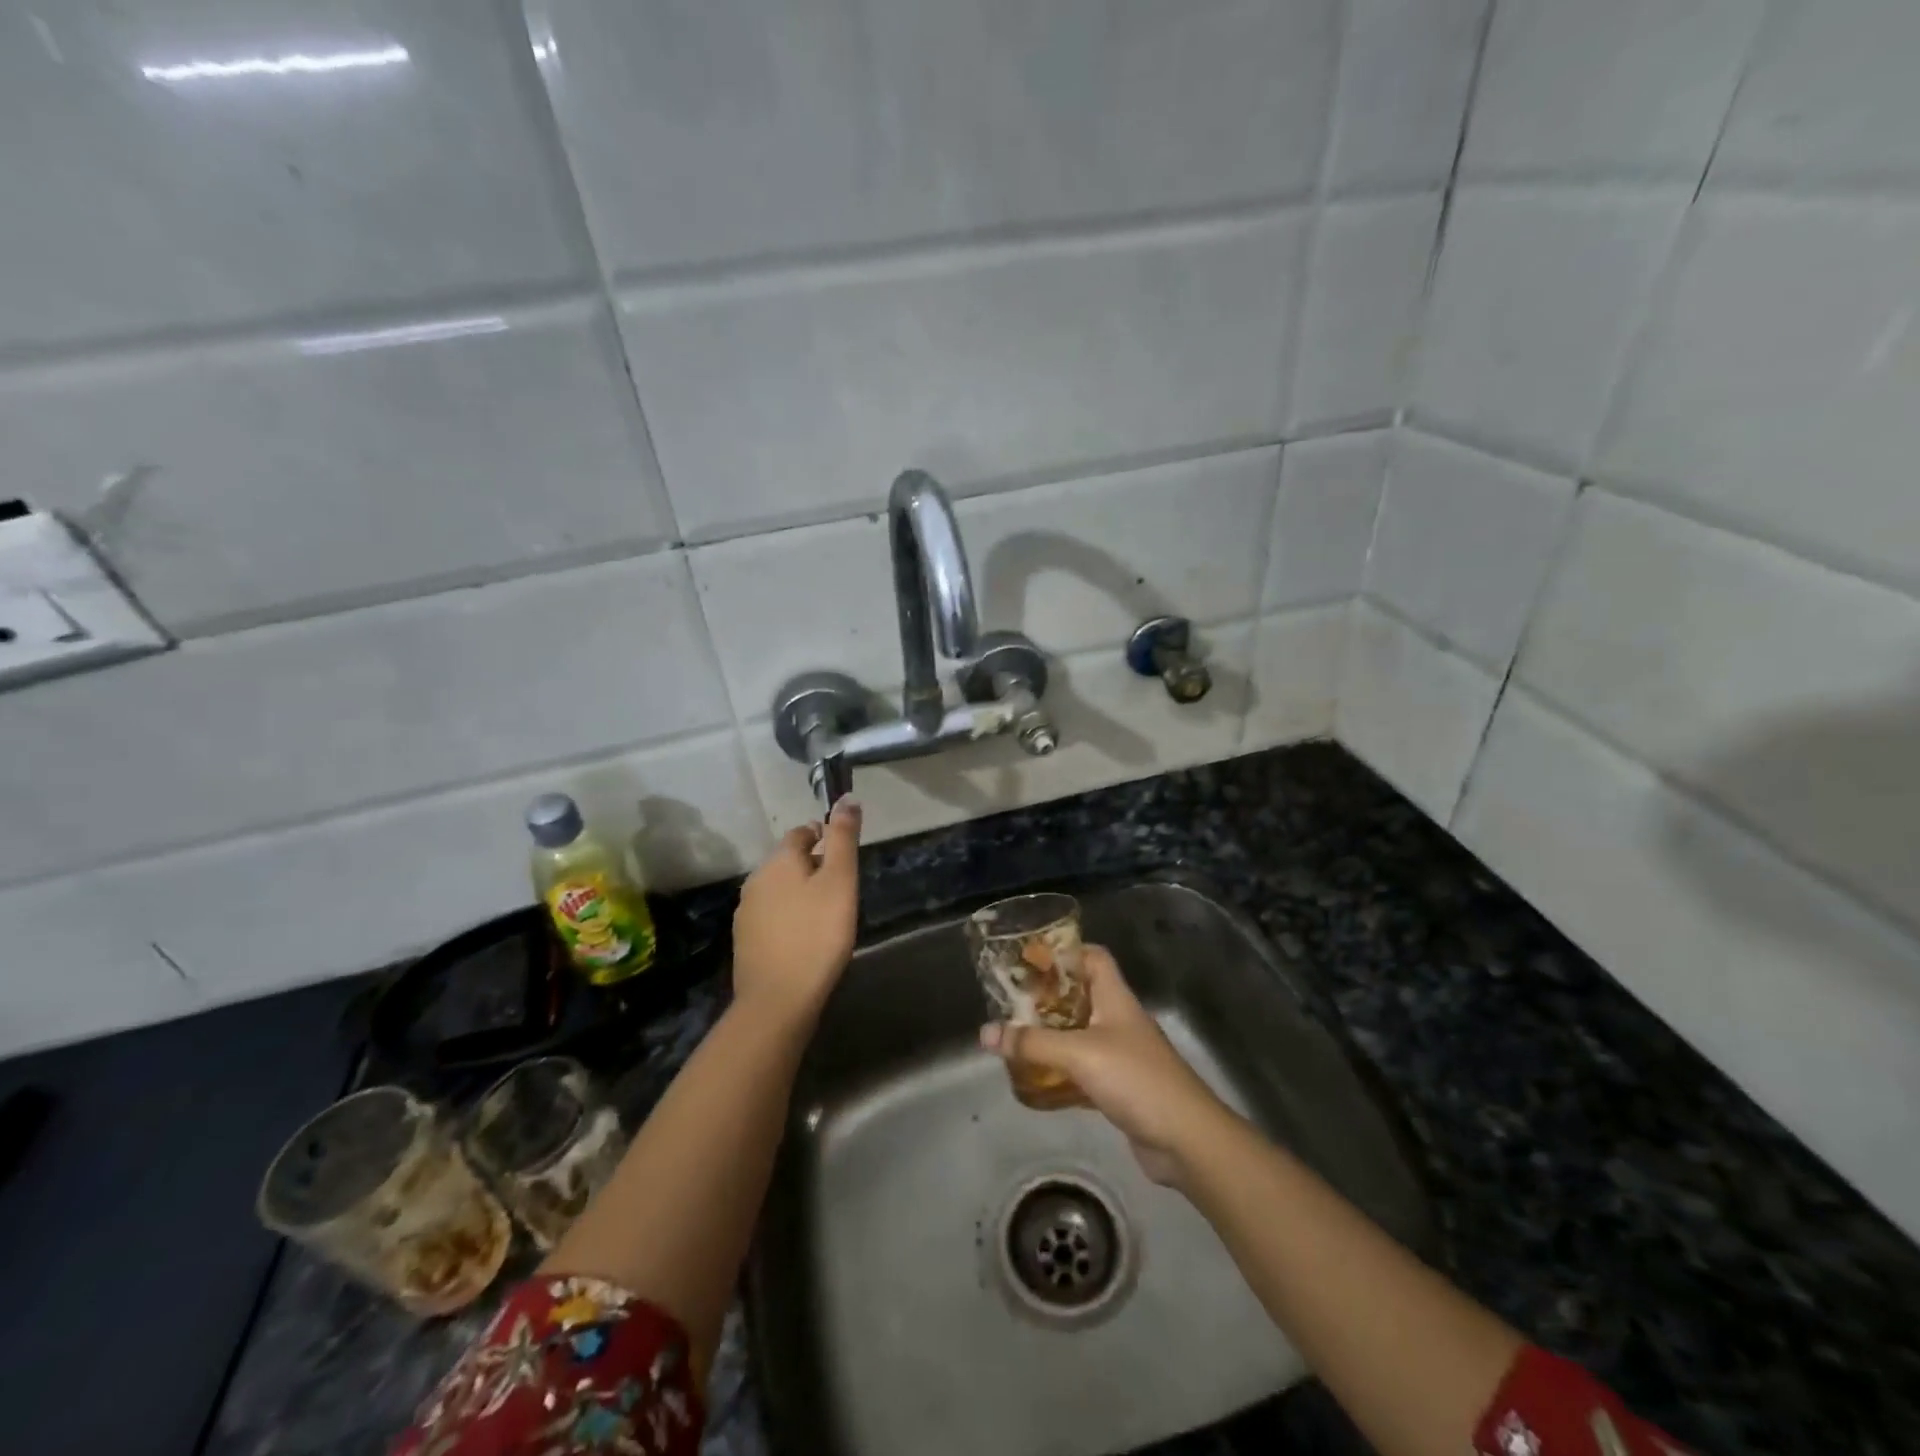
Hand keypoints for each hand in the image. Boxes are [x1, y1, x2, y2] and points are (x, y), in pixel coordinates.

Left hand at [731, 798, 861, 1025]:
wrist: (778, 1000)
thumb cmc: (817, 933)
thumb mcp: (840, 880)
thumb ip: (843, 838)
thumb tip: (846, 797)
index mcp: (778, 861)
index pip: (800, 833)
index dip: (822, 835)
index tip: (842, 852)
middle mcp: (755, 880)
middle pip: (787, 861)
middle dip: (812, 865)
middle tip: (841, 885)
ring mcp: (746, 913)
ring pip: (778, 890)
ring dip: (799, 892)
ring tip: (826, 912)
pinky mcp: (745, 942)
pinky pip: (771, 916)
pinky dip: (789, 917)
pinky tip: (805, 936)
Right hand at [980, 945, 1231, 1185]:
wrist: (1185, 1139)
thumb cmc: (1136, 1079)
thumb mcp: (1080, 1054)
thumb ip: (1033, 1044)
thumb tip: (986, 1033)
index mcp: (1116, 998)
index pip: (1094, 958)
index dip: (1065, 952)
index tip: (1030, 959)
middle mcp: (1119, 1020)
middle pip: (1080, 996)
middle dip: (1047, 998)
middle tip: (1011, 1002)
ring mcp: (1121, 1054)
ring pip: (1079, 1034)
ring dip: (1051, 1036)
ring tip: (1015, 1038)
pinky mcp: (1119, 1087)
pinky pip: (1083, 1070)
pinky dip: (1060, 1072)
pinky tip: (1036, 1079)